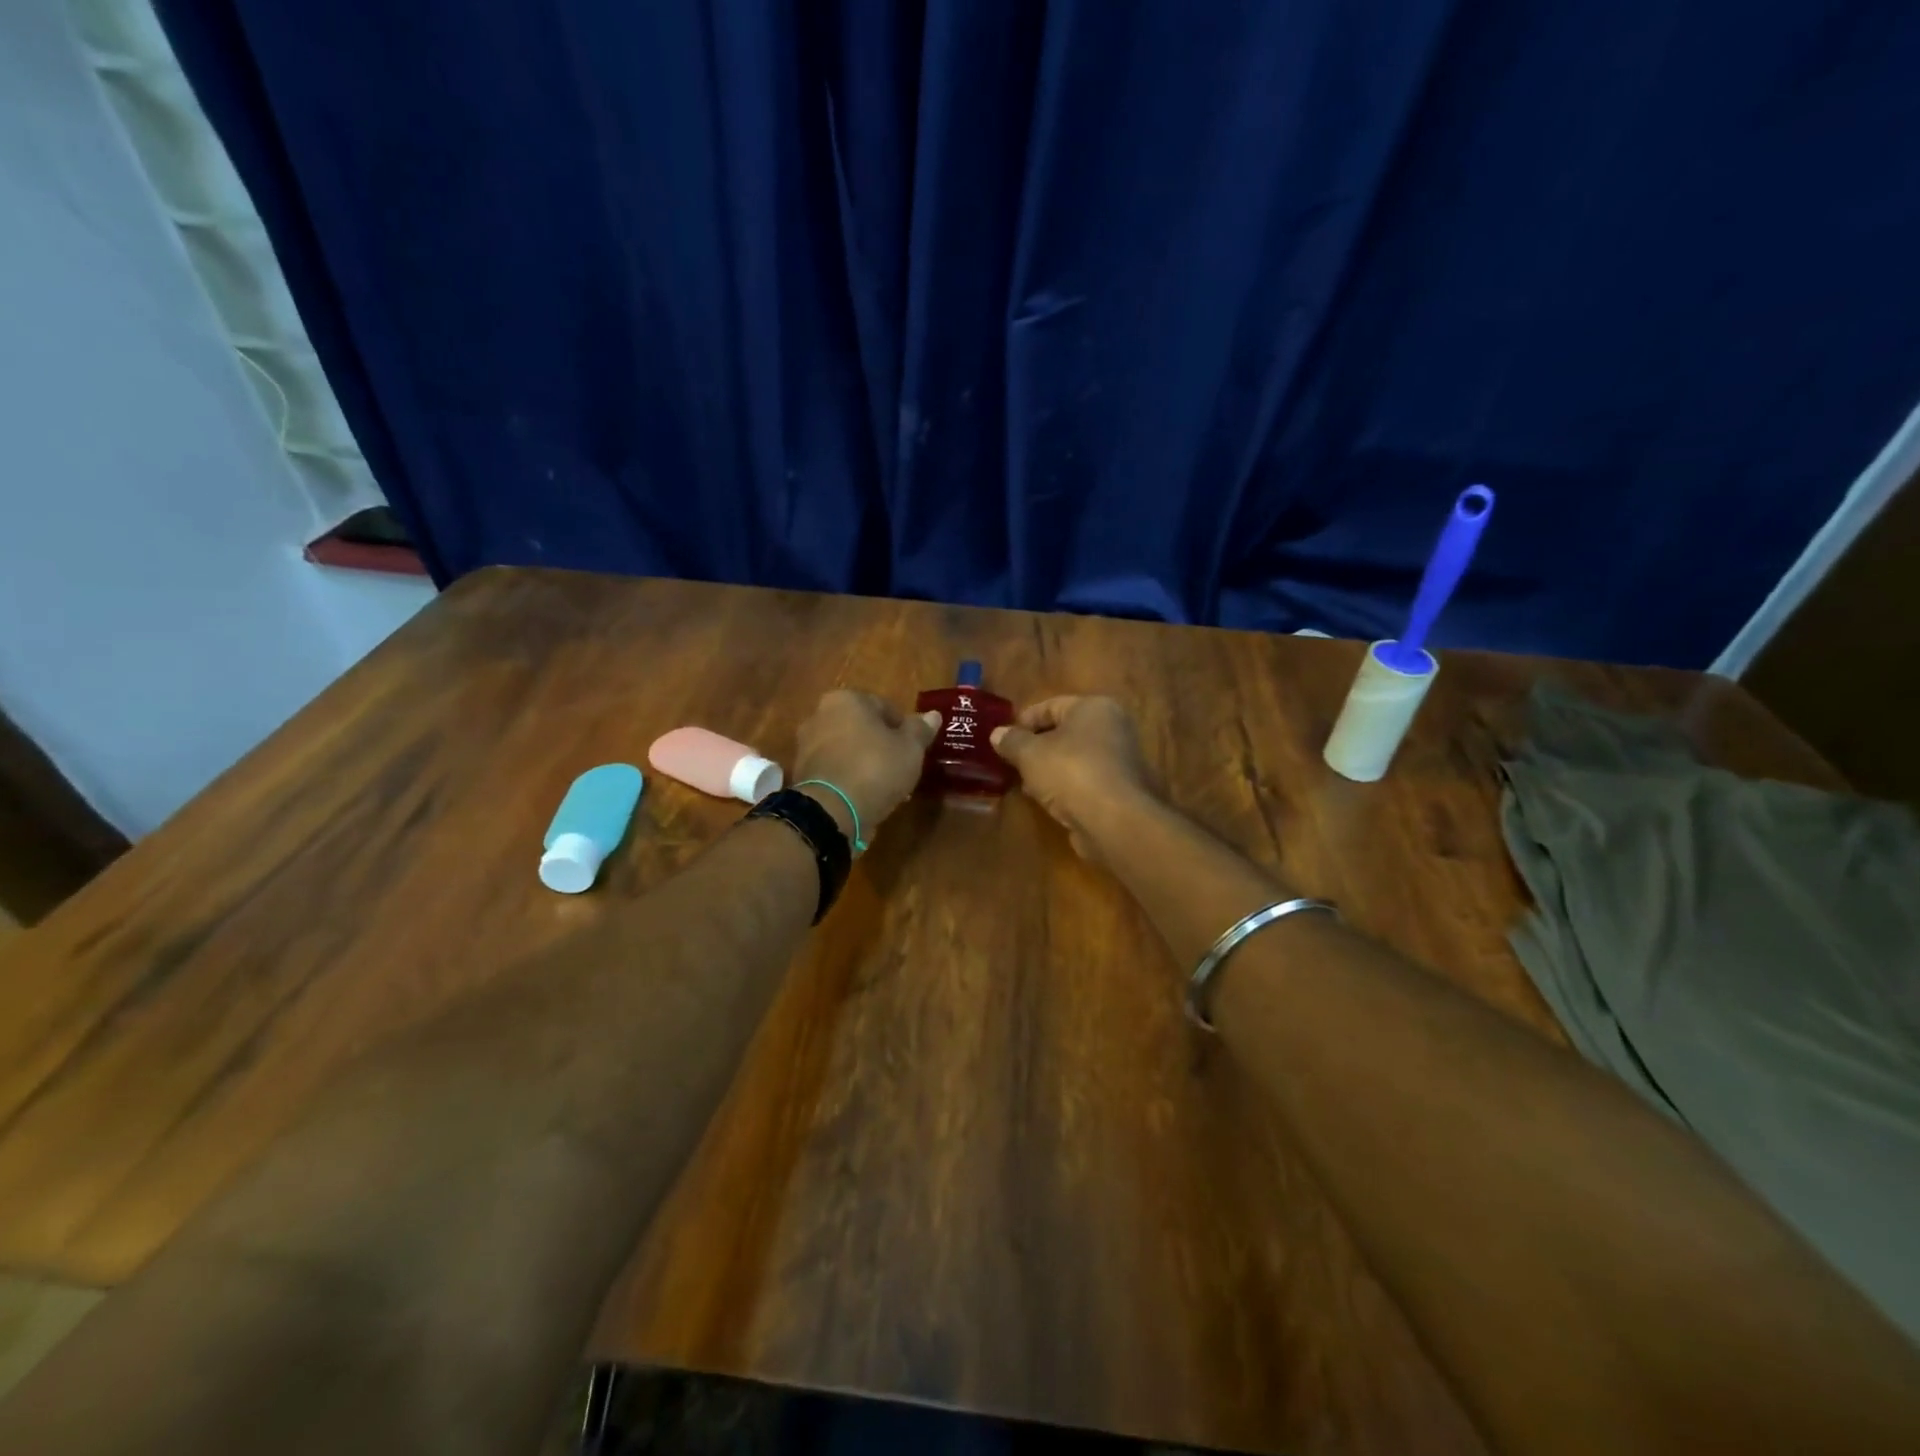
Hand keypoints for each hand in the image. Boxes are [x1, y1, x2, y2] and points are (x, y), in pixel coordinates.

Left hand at [791, 690, 939, 840]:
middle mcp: (819, 715)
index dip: (903, 728)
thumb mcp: (910, 748)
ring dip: (864, 763)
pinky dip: (849, 778)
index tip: (914, 748)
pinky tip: (865, 796)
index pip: (883, 706)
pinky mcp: (801, 774)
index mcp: (845, 699)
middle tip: (901, 767)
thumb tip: (933, 715)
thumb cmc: (875, 768)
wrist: (831, 811)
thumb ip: (920, 730)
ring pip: (847, 750)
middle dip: (881, 745)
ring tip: (886, 786)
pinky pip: (834, 770)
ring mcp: (806, 745)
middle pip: (862, 727)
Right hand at [990, 696, 1156, 858]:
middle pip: (1065, 732)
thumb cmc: (1070, 772)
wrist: (1113, 820)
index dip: (1025, 719)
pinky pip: (1084, 780)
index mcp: (1094, 708)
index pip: (1052, 705)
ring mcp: (1119, 760)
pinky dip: (1065, 786)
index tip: (1003, 736)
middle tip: (1012, 760)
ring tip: (1024, 783)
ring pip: (1074, 758)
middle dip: (1036, 746)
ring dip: (1049, 769)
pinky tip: (1045, 800)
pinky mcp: (1119, 789)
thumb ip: (1012, 741)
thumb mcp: (1030, 754)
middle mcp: (1113, 728)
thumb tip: (997, 734)